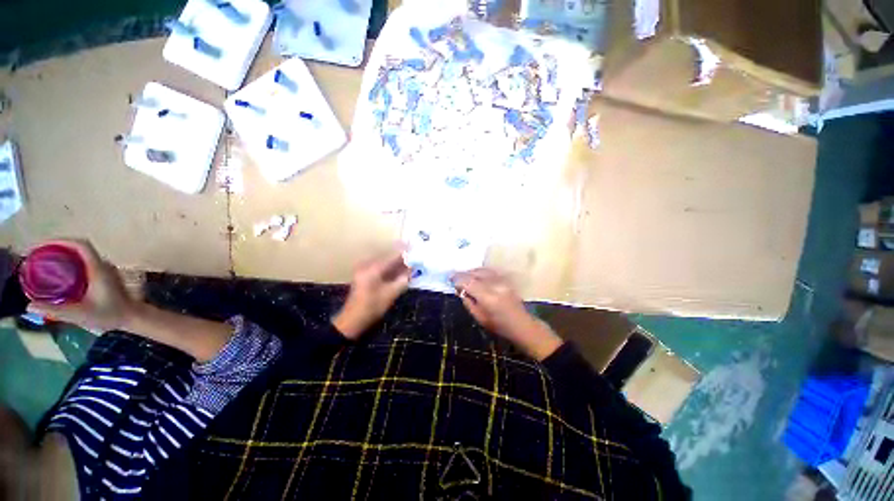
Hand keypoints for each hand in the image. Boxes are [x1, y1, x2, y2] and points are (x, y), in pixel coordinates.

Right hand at [26, 240, 135, 332]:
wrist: (133, 316)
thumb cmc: (109, 314)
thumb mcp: (80, 314)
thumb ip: (55, 311)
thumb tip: (29, 306)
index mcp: (98, 269)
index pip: (82, 245)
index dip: (62, 240)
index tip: (43, 245)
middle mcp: (103, 265)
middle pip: (80, 247)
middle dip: (59, 246)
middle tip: (39, 254)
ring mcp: (106, 269)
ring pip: (83, 254)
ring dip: (65, 253)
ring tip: (45, 261)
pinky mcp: (105, 275)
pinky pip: (86, 262)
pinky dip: (71, 261)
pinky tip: (59, 272)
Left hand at [333, 247, 410, 339]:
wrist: (352, 320)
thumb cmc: (372, 307)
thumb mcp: (391, 294)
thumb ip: (403, 280)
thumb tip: (412, 270)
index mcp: (373, 268)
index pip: (392, 256)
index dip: (404, 252)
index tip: (414, 247)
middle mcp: (367, 266)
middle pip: (388, 257)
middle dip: (401, 257)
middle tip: (414, 256)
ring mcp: (364, 271)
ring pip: (384, 263)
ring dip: (396, 263)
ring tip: (409, 263)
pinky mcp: (364, 276)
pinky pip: (380, 268)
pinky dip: (390, 269)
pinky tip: (399, 271)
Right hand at [452, 268, 562, 360]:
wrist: (521, 324)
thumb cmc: (499, 326)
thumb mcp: (479, 317)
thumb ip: (468, 301)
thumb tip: (460, 289)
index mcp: (488, 298)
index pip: (469, 283)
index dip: (458, 279)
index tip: (450, 279)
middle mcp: (495, 285)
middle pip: (475, 274)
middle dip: (463, 274)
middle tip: (453, 276)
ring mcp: (502, 281)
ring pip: (482, 270)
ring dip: (471, 271)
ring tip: (463, 275)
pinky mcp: (506, 279)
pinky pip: (490, 271)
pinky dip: (480, 271)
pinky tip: (475, 274)